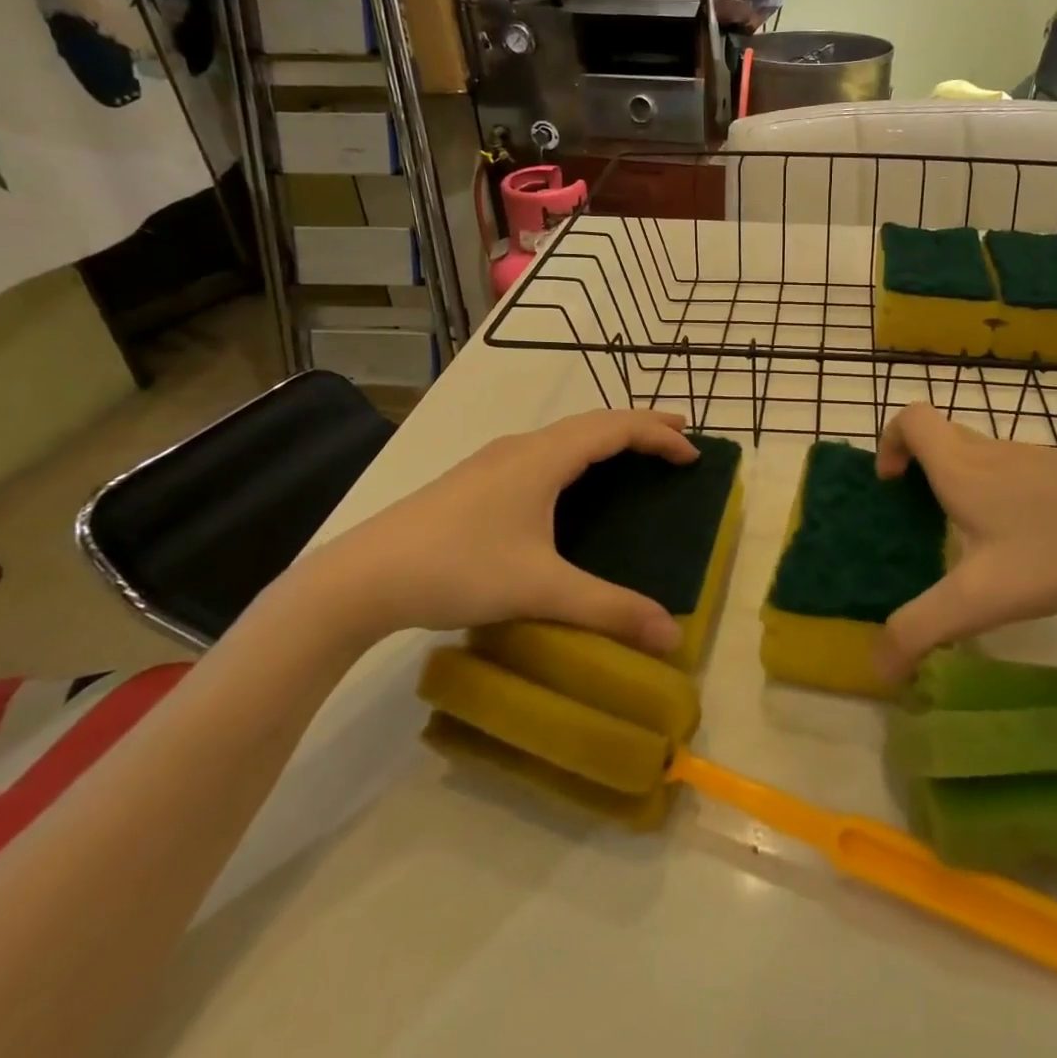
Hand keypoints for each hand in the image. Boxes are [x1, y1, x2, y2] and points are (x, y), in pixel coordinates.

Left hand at [299, 409, 698, 652]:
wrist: (361, 577)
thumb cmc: (458, 569)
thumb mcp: (540, 589)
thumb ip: (608, 609)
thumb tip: (671, 635)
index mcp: (544, 458)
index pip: (616, 428)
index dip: (659, 435)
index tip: (694, 454)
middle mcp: (522, 446)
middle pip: (594, 422)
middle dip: (640, 426)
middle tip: (678, 439)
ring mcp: (494, 460)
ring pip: (565, 434)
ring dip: (606, 437)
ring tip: (634, 454)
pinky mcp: (476, 479)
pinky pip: (544, 450)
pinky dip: (578, 453)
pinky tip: (570, 482)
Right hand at [873, 403, 1056, 679]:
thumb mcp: (983, 597)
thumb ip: (923, 629)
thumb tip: (877, 667)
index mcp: (961, 468)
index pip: (911, 419)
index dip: (890, 442)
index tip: (892, 485)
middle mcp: (992, 453)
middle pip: (942, 436)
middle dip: (920, 467)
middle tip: (922, 518)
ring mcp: (1035, 458)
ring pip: (980, 455)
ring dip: (960, 483)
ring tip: (971, 542)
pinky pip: (1015, 472)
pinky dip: (1000, 494)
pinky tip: (1026, 545)